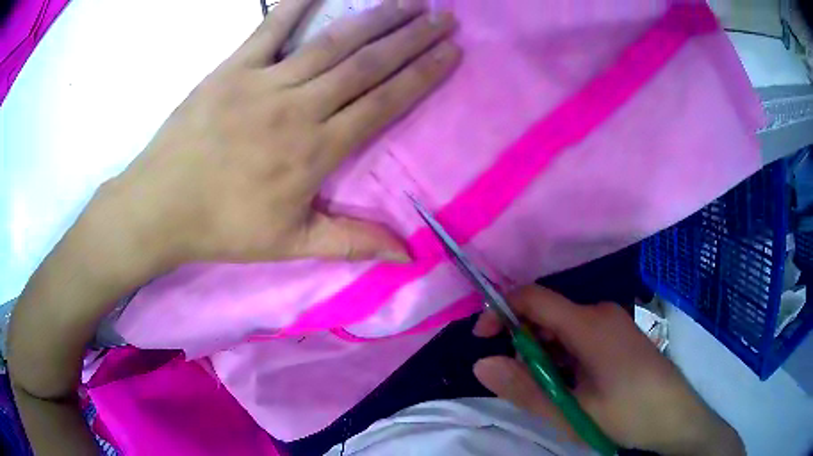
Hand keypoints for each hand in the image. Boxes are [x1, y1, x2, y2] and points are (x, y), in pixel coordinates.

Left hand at [101, 0, 459, 267]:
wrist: (161, 207)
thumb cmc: (224, 227)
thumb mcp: (292, 245)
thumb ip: (353, 242)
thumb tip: (408, 256)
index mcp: (316, 151)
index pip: (383, 103)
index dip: (421, 74)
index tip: (450, 52)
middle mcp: (298, 108)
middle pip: (366, 64)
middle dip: (411, 38)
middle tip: (443, 17)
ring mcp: (264, 82)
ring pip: (331, 42)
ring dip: (375, 18)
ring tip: (409, 1)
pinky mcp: (232, 69)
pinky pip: (271, 28)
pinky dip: (297, 4)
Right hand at [473, 286, 744, 455]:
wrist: (674, 416)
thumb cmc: (625, 414)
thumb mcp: (569, 411)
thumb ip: (523, 388)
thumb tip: (481, 363)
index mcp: (589, 323)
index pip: (533, 297)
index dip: (501, 310)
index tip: (483, 338)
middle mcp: (600, 312)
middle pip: (547, 312)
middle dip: (524, 341)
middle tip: (522, 380)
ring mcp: (613, 322)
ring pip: (563, 326)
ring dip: (545, 353)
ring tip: (551, 389)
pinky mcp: (619, 334)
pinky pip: (580, 334)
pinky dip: (564, 355)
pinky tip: (572, 384)